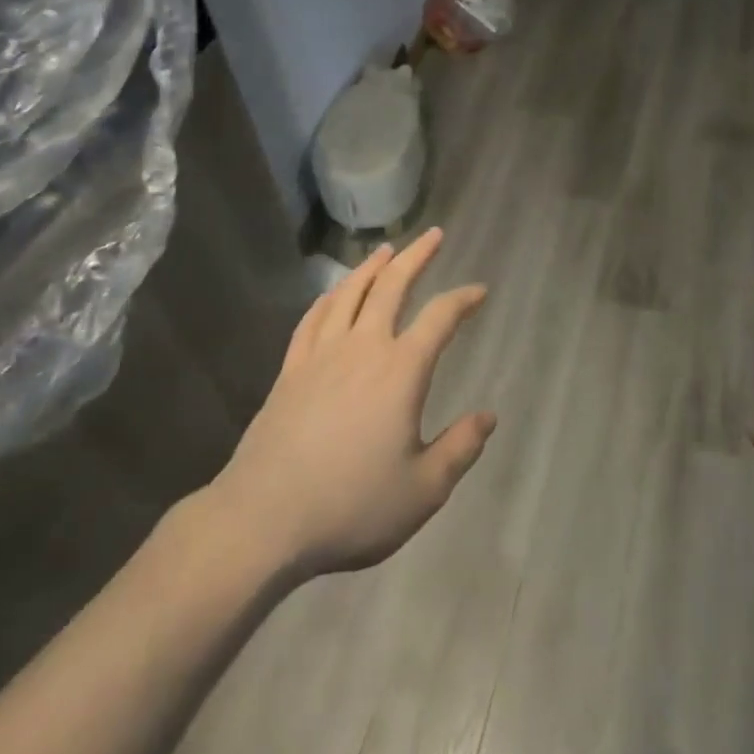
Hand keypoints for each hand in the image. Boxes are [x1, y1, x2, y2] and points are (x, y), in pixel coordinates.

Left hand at [211, 228, 494, 581]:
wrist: (265, 518)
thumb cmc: (352, 505)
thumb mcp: (423, 490)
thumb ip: (460, 448)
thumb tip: (489, 416)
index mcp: (401, 370)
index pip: (440, 318)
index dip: (463, 299)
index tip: (479, 291)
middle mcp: (363, 347)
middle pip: (392, 286)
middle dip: (416, 256)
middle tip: (433, 234)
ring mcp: (321, 354)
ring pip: (350, 293)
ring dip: (372, 267)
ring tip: (386, 250)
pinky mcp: (291, 369)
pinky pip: (313, 318)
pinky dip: (329, 298)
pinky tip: (334, 293)